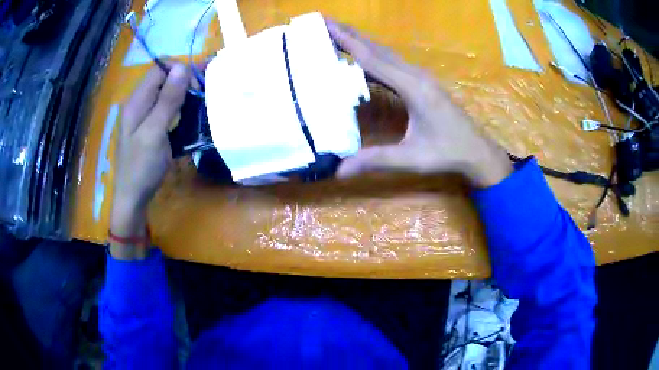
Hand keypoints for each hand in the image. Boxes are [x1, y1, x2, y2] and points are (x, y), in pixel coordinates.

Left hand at [110, 63, 188, 258]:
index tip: (197, 85)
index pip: (160, 68)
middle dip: (184, 82)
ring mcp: (145, 115)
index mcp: (136, 101)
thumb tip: (182, 67)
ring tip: (199, 106)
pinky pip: (167, 108)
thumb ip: (168, 100)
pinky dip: (180, 108)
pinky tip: (189, 118)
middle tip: (201, 97)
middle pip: (164, 78)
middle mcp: (140, 103)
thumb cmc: (141, 167)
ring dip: (184, 95)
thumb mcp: (154, 133)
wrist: (133, 198)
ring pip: (167, 93)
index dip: (179, 70)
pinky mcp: (151, 126)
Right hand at [326, 20, 511, 187]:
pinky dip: (374, 56)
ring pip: (386, 54)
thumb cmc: (448, 153)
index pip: (373, 59)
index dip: (348, 42)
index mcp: (413, 87)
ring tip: (338, 34)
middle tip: (325, 22)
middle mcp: (415, 75)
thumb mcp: (411, 158)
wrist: (477, 151)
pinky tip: (364, 59)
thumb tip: (338, 171)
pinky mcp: (422, 83)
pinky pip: (393, 63)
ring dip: (362, 42)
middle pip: (378, 49)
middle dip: (351, 34)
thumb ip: (375, 160)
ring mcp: (420, 77)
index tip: (326, 25)